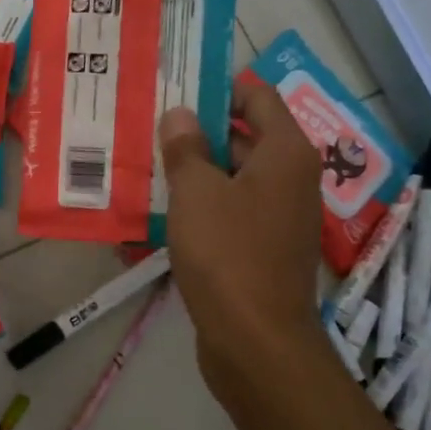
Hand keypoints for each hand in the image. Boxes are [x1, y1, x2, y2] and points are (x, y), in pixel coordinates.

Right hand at [159, 76, 329, 409]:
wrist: (255, 341)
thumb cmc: (228, 254)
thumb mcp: (197, 192)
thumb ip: (186, 148)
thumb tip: (181, 114)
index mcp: (284, 153)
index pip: (257, 98)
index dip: (218, 88)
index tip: (176, 88)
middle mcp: (289, 180)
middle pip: (242, 140)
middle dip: (196, 135)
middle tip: (147, 130)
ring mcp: (276, 219)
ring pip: (229, 182)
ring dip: (191, 176)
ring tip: (141, 170)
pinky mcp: (259, 251)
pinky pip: (226, 217)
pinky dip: (197, 212)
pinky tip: (154, 219)